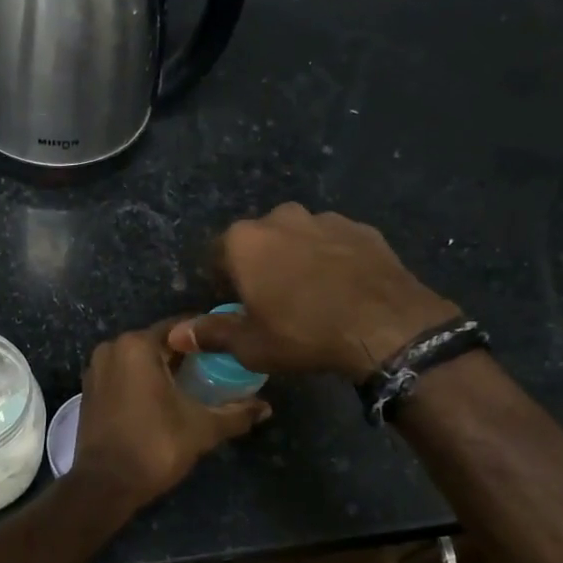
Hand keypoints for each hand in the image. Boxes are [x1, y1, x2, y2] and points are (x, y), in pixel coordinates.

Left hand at [73, 321, 270, 510]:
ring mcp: (97, 368)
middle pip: (159, 342)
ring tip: (195, 385)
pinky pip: (124, 374)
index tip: (229, 348)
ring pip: (140, 358)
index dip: (208, 337)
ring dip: (164, 368)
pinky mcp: (90, 389)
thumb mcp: (202, 429)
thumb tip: (266, 407)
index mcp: (137, 345)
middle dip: (187, 355)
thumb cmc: (154, 447)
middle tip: (217, 369)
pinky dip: (143, 380)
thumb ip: (236, 414)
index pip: (182, 327)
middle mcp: (113, 347)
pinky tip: (164, 398)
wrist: (105, 485)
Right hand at [168, 204, 455, 378]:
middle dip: (261, 265)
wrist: (386, 326)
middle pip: (259, 241)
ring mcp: (325, 218)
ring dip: (297, 259)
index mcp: (245, 241)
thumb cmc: (304, 334)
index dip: (224, 282)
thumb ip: (210, 333)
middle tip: (273, 302)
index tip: (236, 306)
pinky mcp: (362, 228)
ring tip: (311, 296)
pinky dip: (332, 259)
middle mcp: (281, 217)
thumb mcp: (251, 345)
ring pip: (299, 237)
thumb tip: (175, 334)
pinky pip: (334, 242)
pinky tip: (342, 289)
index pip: (218, 255)